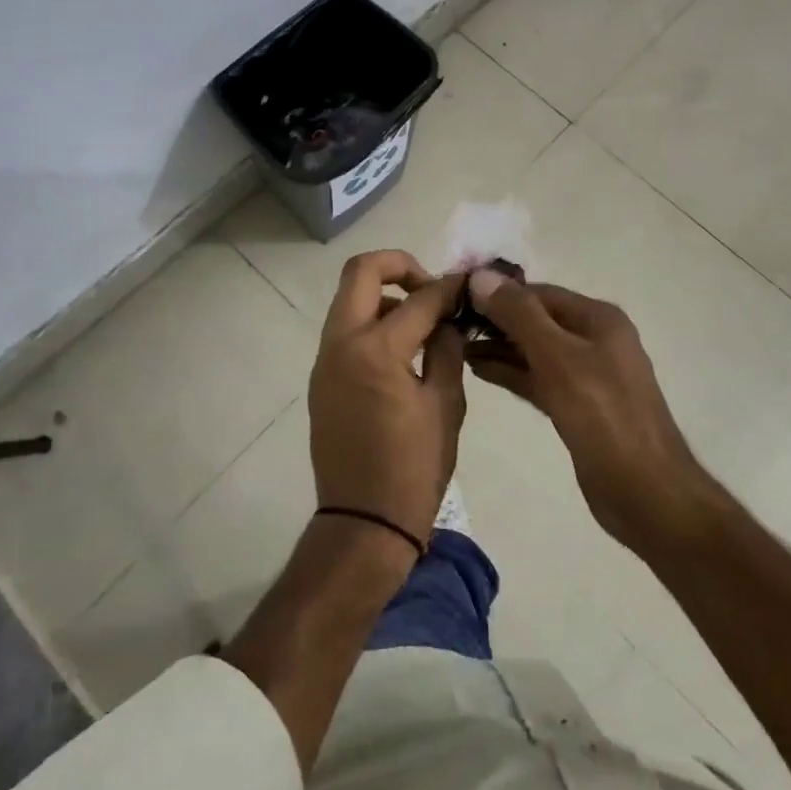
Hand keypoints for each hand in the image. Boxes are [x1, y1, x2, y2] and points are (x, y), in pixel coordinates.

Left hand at [308, 251, 467, 550]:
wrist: (363, 523)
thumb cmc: (414, 469)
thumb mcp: (446, 405)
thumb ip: (447, 349)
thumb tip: (449, 318)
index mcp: (377, 350)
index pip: (419, 298)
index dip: (449, 287)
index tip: (469, 286)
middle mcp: (342, 344)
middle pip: (361, 271)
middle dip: (400, 266)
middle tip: (431, 289)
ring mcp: (325, 360)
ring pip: (350, 301)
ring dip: (385, 298)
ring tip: (422, 325)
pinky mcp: (321, 379)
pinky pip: (346, 332)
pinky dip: (373, 325)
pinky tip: (403, 352)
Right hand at [465, 269, 707, 551]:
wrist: (646, 492)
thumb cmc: (603, 416)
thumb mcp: (558, 358)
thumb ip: (519, 316)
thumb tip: (481, 275)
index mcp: (598, 319)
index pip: (538, 292)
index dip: (498, 292)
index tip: (455, 295)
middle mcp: (594, 339)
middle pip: (536, 319)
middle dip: (496, 320)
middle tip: (449, 322)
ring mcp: (587, 374)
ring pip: (535, 350)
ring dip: (499, 346)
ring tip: (455, 344)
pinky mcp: (577, 405)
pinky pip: (538, 378)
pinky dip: (511, 372)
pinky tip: (478, 369)